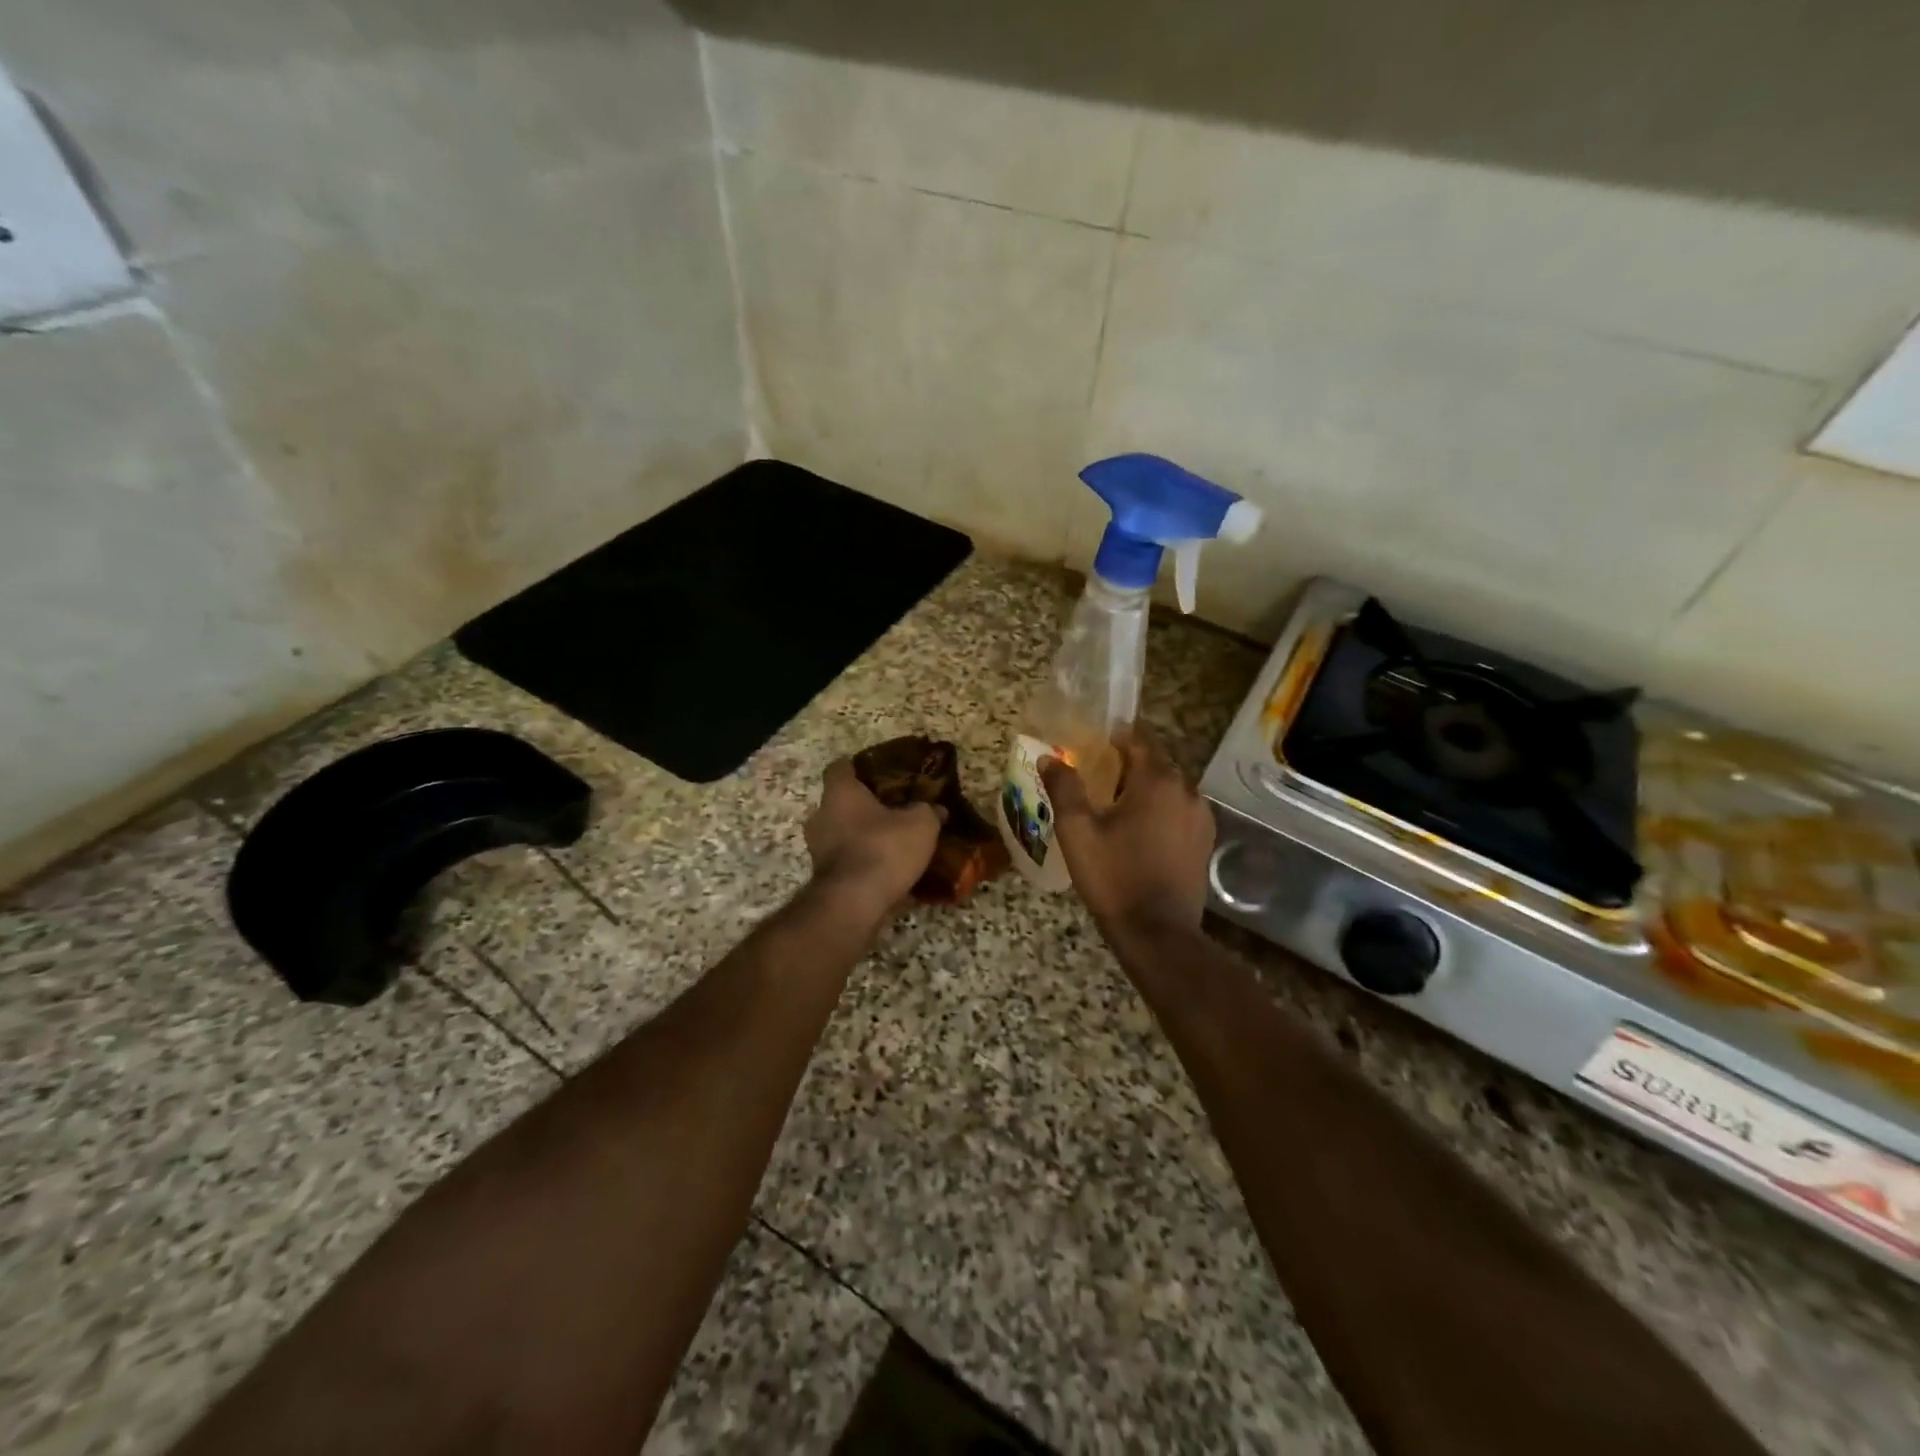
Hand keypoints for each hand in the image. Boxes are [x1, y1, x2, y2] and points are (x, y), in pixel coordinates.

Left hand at [803, 758, 941, 923]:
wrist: (853, 904)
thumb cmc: (883, 849)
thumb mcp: (921, 824)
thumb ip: (928, 811)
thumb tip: (937, 809)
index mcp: (840, 793)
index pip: (840, 767)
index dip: (860, 767)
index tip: (882, 772)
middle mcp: (821, 817)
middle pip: (842, 803)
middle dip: (867, 807)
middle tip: (897, 811)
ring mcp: (819, 850)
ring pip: (844, 835)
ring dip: (866, 838)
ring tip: (897, 845)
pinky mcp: (824, 879)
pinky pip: (849, 863)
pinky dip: (866, 865)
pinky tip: (891, 874)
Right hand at [1042, 732, 1213, 941]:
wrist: (1156, 932)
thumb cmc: (1113, 876)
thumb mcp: (1077, 831)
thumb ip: (1064, 788)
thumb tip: (1049, 758)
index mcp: (1157, 780)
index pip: (1139, 738)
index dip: (1115, 738)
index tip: (1092, 746)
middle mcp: (1186, 790)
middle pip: (1156, 762)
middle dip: (1128, 764)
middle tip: (1096, 777)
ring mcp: (1201, 817)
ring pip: (1169, 788)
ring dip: (1144, 789)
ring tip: (1114, 806)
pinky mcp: (1204, 841)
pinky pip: (1179, 811)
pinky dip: (1160, 810)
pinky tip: (1138, 831)